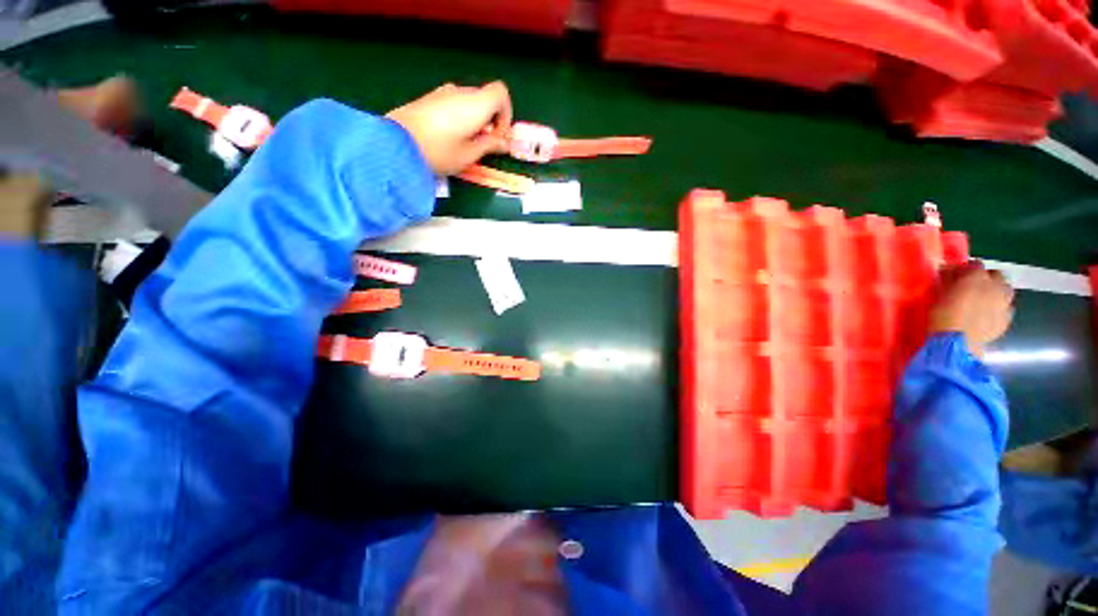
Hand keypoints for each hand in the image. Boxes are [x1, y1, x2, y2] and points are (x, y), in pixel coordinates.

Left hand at [386, 81, 512, 175]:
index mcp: (475, 104)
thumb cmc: (438, 152)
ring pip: (469, 102)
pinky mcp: (429, 99)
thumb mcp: (469, 155)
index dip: (506, 114)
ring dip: (475, 120)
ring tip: (466, 144)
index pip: (501, 94)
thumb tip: (504, 143)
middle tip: (484, 145)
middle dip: (491, 121)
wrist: (394, 145)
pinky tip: (450, 138)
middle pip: (485, 98)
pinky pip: (454, 104)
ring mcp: (442, 93)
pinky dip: (461, 117)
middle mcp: (460, 92)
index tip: (499, 136)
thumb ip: (490, 146)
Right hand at [928, 261, 1014, 358]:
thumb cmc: (942, 316)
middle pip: (996, 275)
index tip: (954, 276)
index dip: (964, 269)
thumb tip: (949, 272)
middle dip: (986, 279)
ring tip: (981, 302)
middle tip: (970, 288)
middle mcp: (996, 286)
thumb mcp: (938, 294)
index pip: (974, 264)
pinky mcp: (1005, 320)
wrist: (956, 344)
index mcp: (976, 276)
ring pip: (1005, 291)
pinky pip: (1005, 309)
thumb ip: (948, 280)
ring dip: (996, 293)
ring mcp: (1004, 304)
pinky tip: (986, 316)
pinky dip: (997, 309)